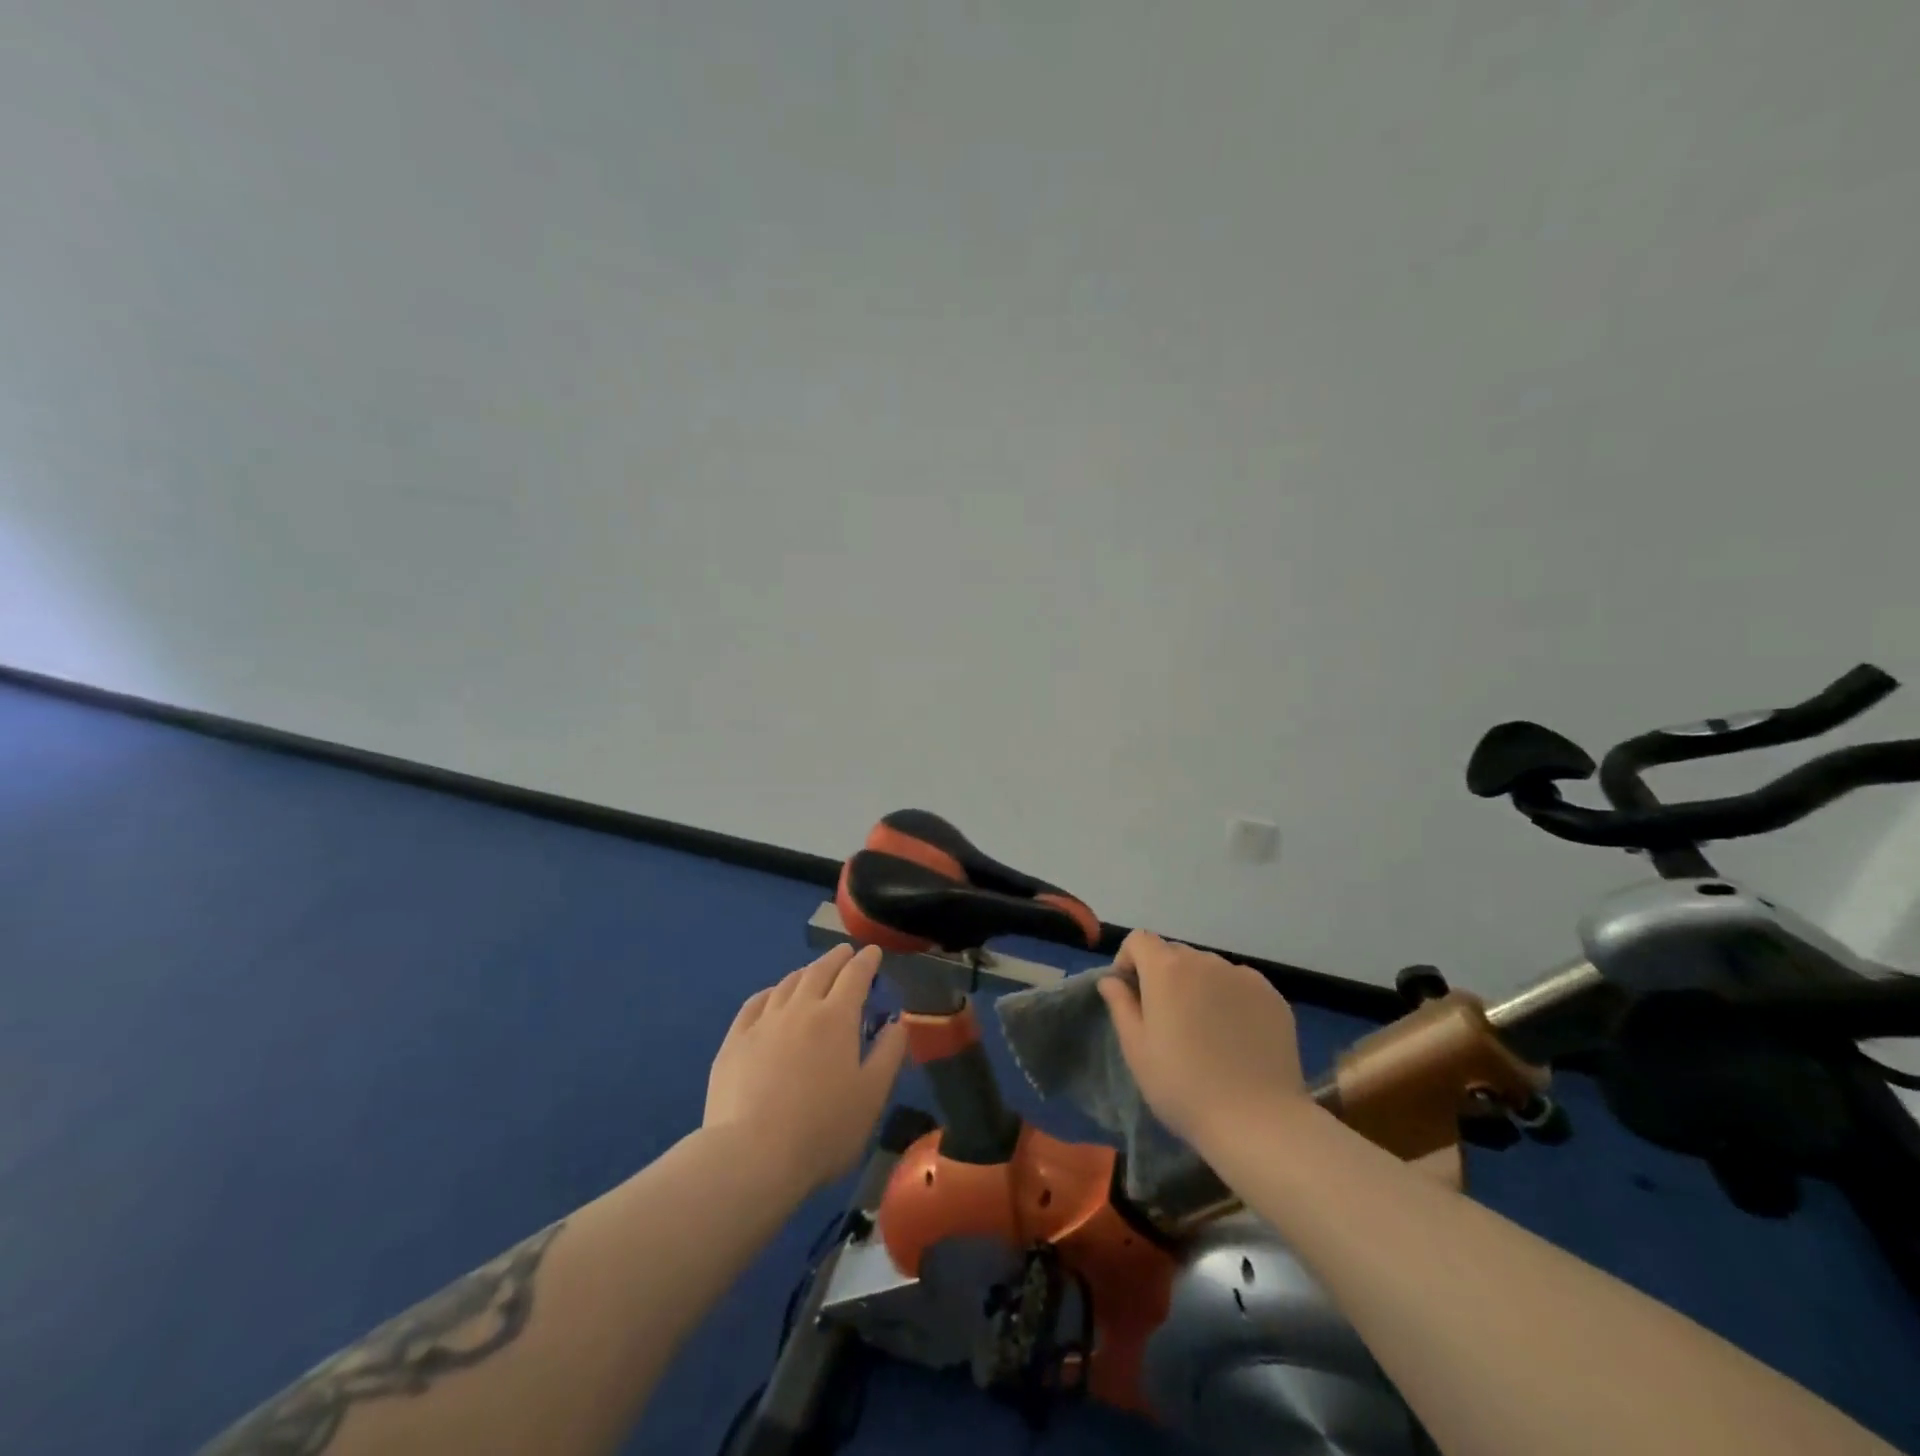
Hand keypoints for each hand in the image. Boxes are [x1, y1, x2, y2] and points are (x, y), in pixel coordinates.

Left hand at [704, 944, 908, 1195]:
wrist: (751, 1157)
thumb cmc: (823, 1129)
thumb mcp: (872, 1096)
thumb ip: (889, 1053)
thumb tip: (897, 1022)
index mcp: (837, 1017)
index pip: (855, 975)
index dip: (867, 960)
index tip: (873, 951)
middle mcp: (800, 1008)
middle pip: (819, 971)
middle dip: (836, 959)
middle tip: (845, 953)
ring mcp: (763, 1023)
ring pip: (787, 984)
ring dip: (805, 973)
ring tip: (812, 973)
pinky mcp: (734, 1042)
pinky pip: (754, 1004)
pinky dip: (770, 993)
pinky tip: (771, 996)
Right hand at [1097, 930, 1308, 1151]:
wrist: (1257, 1122)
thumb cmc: (1183, 1086)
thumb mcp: (1137, 1050)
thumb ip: (1120, 1005)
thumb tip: (1111, 980)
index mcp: (1167, 969)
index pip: (1140, 940)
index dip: (1129, 960)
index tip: (1131, 993)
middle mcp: (1205, 961)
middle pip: (1174, 953)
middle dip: (1163, 975)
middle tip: (1166, 1019)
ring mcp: (1243, 977)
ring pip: (1208, 969)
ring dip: (1197, 986)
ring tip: (1204, 1030)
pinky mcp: (1272, 996)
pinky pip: (1239, 985)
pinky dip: (1230, 998)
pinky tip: (1235, 1035)